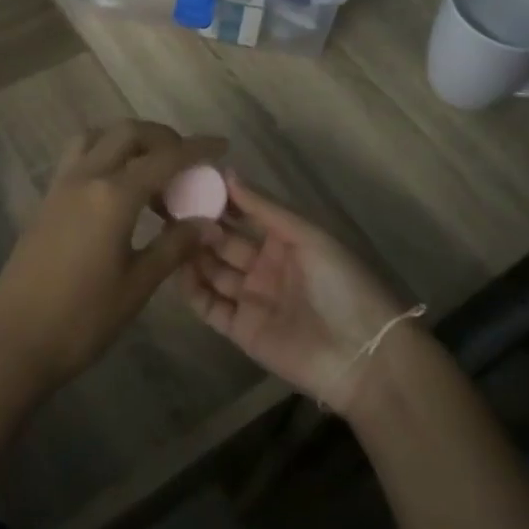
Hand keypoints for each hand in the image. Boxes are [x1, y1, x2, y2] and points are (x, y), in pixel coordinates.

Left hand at [0, 120, 224, 404]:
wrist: (13, 343)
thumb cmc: (81, 320)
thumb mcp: (137, 286)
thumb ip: (174, 246)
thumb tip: (208, 223)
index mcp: (113, 196)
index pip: (164, 158)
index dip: (196, 148)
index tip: (221, 144)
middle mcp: (85, 177)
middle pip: (128, 133)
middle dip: (162, 138)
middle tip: (186, 161)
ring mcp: (61, 186)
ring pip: (97, 137)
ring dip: (128, 140)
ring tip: (151, 169)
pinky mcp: (46, 200)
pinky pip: (79, 156)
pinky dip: (105, 153)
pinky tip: (118, 188)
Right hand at [180, 173, 414, 416]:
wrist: (361, 356)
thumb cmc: (340, 283)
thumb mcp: (307, 235)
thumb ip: (264, 207)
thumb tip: (226, 173)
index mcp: (285, 239)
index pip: (245, 213)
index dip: (219, 199)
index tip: (189, 182)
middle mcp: (265, 264)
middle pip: (224, 241)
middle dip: (200, 224)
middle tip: (168, 208)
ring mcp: (251, 297)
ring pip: (212, 270)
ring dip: (193, 253)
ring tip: (167, 235)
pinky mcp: (240, 329)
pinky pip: (209, 306)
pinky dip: (192, 289)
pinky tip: (176, 270)